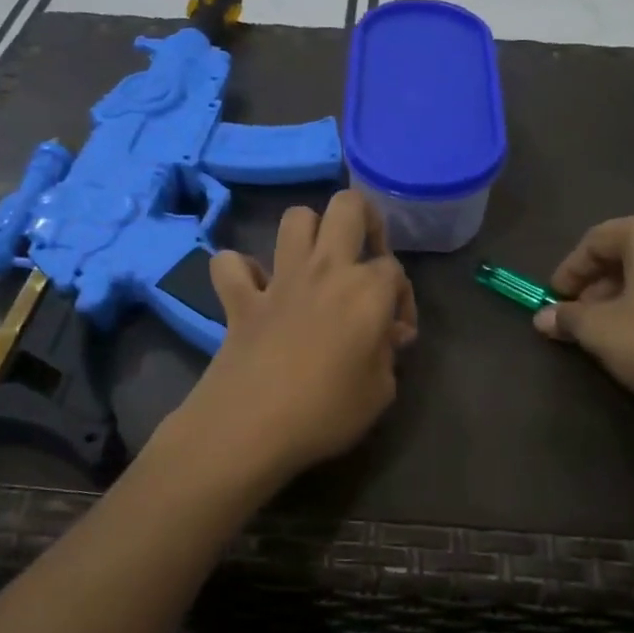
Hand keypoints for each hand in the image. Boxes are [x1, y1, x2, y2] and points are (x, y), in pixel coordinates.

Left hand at [183, 190, 417, 485]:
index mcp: (367, 289)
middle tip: (365, 256)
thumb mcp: (380, 392)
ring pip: (295, 218)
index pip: (396, 270)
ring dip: (309, 231)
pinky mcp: (240, 299)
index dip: (403, 299)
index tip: (396, 334)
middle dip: (363, 218)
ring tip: (316, 263)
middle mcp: (326, 269)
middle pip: (347, 206)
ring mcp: (279, 280)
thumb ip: (387, 354)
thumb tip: (385, 335)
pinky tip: (254, 289)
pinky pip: (231, 264)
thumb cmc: (326, 412)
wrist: (251, 426)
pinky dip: (241, 271)